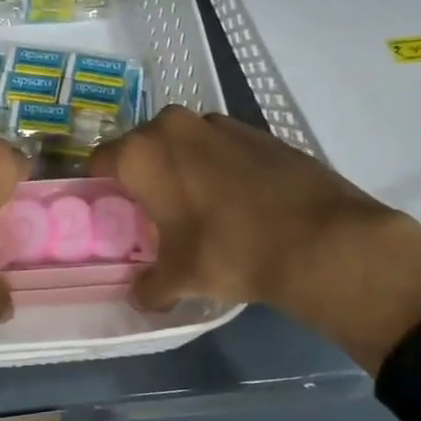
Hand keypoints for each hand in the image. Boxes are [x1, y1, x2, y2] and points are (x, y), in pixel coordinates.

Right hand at [90, 107, 420, 372]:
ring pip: (184, 143)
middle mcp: (173, 126)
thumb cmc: (228, 251)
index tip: (113, 211)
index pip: (100, 161)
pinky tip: (238, 201)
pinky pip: (221, 147)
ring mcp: (219, 123)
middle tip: (154, 212)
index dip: (102, 187)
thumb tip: (141, 297)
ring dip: (183, 167)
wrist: (320, 239)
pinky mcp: (258, 131)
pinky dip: (220, 166)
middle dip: (144, 175)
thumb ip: (148, 286)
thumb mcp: (179, 278)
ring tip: (199, 206)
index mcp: (141, 153)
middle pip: (142, 146)